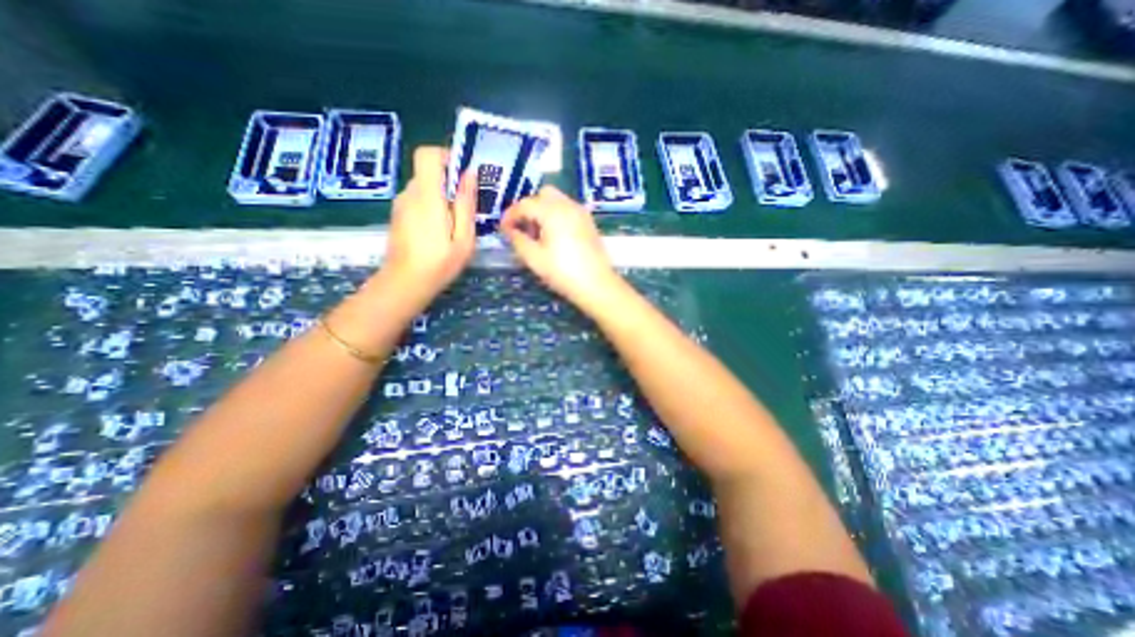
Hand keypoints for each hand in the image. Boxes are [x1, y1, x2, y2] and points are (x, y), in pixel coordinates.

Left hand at [375, 148, 475, 309]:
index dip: (445, 156)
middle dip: (450, 183)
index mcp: (427, 196)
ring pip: (425, 187)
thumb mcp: (464, 238)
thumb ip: (466, 204)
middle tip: (467, 208)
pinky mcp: (399, 214)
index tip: (463, 174)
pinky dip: (432, 206)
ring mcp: (401, 204)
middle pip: (428, 172)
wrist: (405, 283)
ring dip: (442, 197)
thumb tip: (469, 173)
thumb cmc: (440, 263)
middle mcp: (410, 193)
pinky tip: (440, 231)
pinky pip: (418, 200)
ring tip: (455, 224)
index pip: (427, 155)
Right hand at [499, 183, 618, 307]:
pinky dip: (556, 215)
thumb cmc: (563, 272)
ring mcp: (581, 213)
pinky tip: (554, 237)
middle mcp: (568, 205)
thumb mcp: (534, 258)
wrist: (597, 285)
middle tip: (523, 229)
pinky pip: (568, 209)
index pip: (524, 204)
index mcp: (552, 211)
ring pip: (557, 200)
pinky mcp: (588, 223)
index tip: (503, 230)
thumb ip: (518, 240)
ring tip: (538, 235)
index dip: (510, 215)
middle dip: (528, 208)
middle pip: (543, 195)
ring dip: (542, 211)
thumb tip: (509, 230)